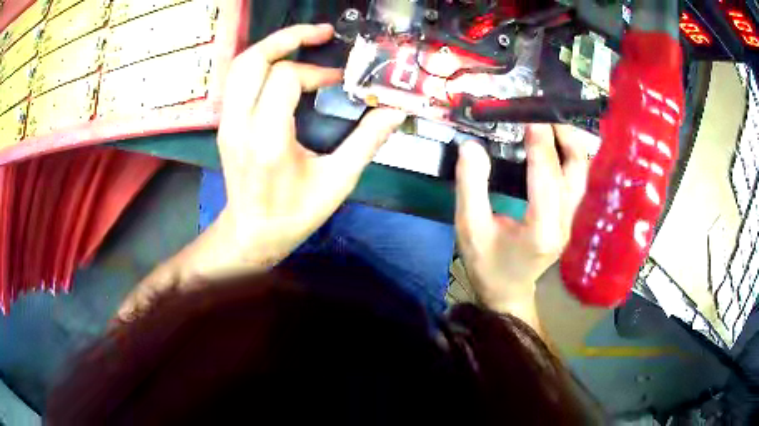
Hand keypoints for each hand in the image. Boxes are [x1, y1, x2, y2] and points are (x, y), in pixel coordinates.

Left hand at [117, 24, 404, 320]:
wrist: (252, 233)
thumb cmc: (294, 214)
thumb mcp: (337, 181)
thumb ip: (367, 141)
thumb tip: (395, 111)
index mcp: (267, 139)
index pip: (285, 78)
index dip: (316, 71)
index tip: (338, 81)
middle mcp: (239, 124)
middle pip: (252, 60)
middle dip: (288, 37)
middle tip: (321, 32)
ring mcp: (227, 122)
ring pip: (240, 65)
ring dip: (272, 46)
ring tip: (303, 40)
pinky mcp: (225, 123)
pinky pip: (238, 79)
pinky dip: (261, 62)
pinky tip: (283, 63)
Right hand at [455, 125, 594, 326]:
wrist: (508, 291)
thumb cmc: (488, 264)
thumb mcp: (469, 228)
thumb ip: (470, 187)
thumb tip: (472, 146)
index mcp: (541, 229)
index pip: (546, 175)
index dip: (540, 142)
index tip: (530, 115)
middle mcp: (565, 222)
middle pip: (577, 170)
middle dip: (565, 135)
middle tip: (545, 111)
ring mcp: (572, 220)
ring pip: (581, 173)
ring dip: (570, 143)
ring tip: (551, 121)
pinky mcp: (571, 217)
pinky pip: (576, 179)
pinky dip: (568, 155)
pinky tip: (555, 143)